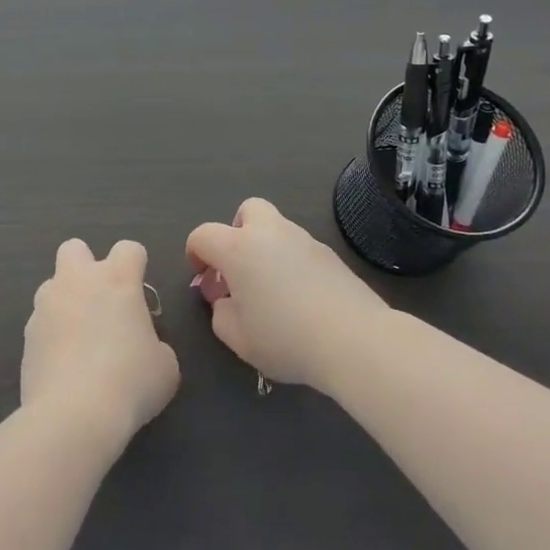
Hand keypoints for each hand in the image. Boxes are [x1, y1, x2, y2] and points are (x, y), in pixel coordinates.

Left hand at [22, 239, 179, 447]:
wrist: (74, 415)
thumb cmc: (131, 382)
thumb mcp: (165, 366)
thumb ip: (155, 344)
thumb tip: (143, 347)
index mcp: (117, 280)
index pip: (129, 249)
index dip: (136, 266)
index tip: (139, 293)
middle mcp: (78, 281)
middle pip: (75, 248)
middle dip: (86, 266)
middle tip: (100, 301)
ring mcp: (47, 305)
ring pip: (52, 285)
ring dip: (65, 301)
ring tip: (78, 339)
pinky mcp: (27, 334)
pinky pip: (40, 322)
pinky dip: (51, 335)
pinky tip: (62, 365)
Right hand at [186, 198, 389, 392]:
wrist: (354, 339)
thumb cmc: (285, 338)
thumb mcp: (237, 338)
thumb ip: (220, 314)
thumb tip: (225, 299)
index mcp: (238, 248)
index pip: (203, 234)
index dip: (195, 254)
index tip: (204, 280)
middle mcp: (270, 233)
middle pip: (248, 210)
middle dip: (237, 232)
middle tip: (240, 269)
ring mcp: (305, 240)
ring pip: (277, 229)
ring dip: (266, 249)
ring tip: (272, 290)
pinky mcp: (331, 255)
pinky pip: (300, 249)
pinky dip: (292, 263)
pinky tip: (301, 298)